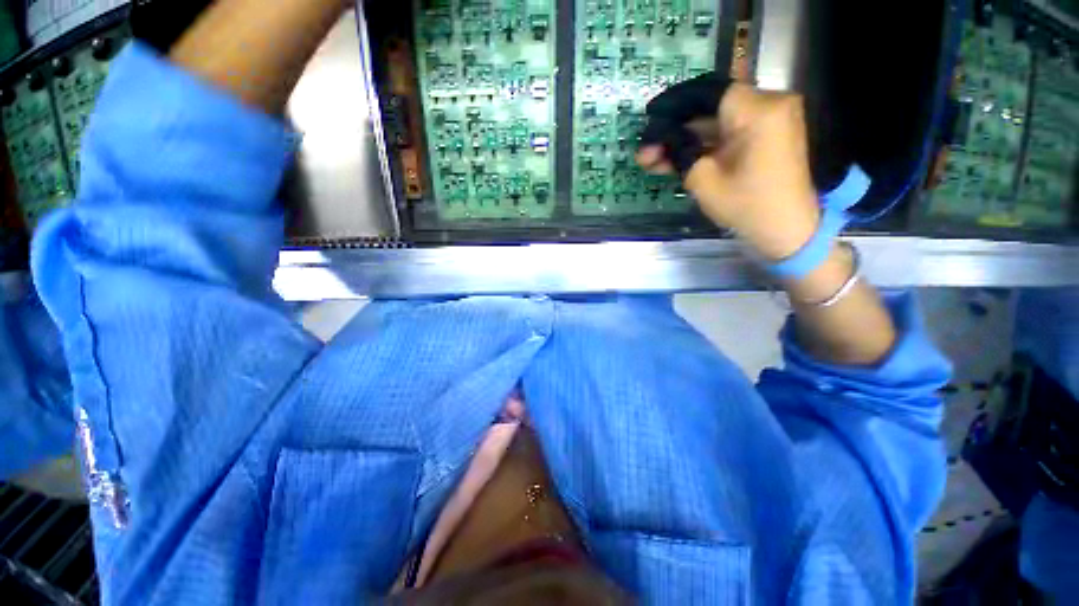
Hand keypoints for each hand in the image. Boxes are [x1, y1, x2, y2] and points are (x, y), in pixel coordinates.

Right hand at [636, 80, 820, 261]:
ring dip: (686, 140)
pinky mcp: (768, 135)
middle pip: (711, 108)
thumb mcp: (703, 180)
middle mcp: (770, 104)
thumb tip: (658, 143)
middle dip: (676, 130)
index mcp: (758, 111)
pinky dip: (705, 145)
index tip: (650, 119)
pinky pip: (730, 133)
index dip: (674, 106)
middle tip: (647, 151)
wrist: (788, 229)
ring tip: (655, 160)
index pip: (707, 94)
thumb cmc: (747, 206)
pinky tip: (677, 159)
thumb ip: (679, 154)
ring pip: (717, 123)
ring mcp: (771, 120)